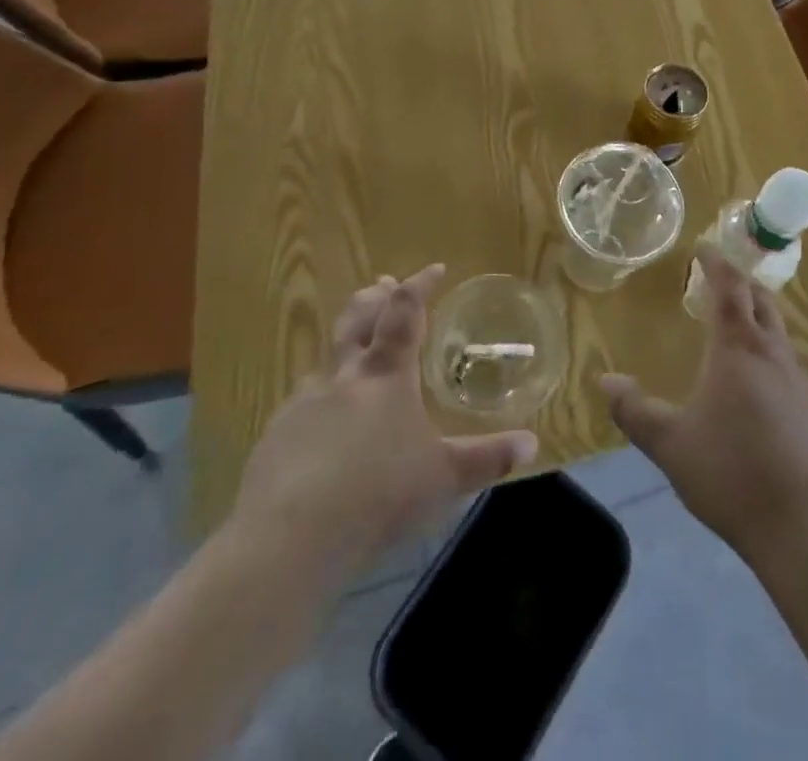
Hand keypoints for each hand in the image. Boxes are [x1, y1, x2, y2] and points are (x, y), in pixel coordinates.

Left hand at [230, 264, 537, 577]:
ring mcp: (304, 402)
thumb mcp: (443, 478)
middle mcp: (344, 375)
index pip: (405, 311)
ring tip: (356, 354)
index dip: (420, 285)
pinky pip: (303, 401)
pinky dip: (321, 396)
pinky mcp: (276, 435)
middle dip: (374, 297)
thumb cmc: (378, 495)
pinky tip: (323, 424)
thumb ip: (486, 458)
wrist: (288, 538)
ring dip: (345, 344)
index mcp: (387, 373)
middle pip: (357, 318)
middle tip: (384, 284)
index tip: (435, 269)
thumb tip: (531, 444)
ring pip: (327, 358)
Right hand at [600, 243, 807, 558]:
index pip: (729, 288)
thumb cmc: (735, 473)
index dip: (717, 263)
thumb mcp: (672, 445)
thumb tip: (605, 380)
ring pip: (780, 335)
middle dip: (742, 284)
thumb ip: (636, 411)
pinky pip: (792, 369)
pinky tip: (764, 389)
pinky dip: (773, 359)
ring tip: (740, 330)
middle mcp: (773, 355)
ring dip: (760, 321)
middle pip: (762, 302)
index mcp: (737, 349)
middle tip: (722, 280)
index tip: (705, 247)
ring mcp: (802, 384)